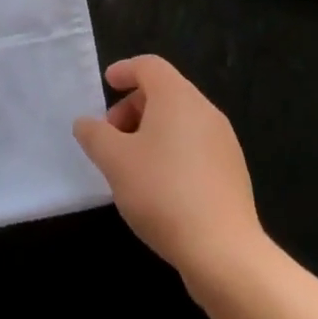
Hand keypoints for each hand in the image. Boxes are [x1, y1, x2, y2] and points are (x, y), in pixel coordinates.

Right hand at [73, 55, 263, 285]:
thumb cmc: (163, 192)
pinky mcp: (232, 173)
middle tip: (111, 136)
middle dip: (133, 107)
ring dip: (151, 131)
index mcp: (177, 97)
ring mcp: (223, 142)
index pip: (149, 66)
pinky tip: (158, 187)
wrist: (224, 252)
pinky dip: (172, 152)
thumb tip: (86, 123)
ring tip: (131, 165)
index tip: (107, 84)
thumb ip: (95, 135)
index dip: (125, 70)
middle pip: (165, 92)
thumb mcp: (115, 161)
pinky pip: (195, 147)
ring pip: (180, 121)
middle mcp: (205, 110)